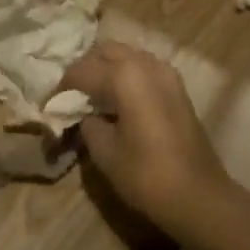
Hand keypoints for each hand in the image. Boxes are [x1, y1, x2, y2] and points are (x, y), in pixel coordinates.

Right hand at [58, 43, 236, 244]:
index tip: (49, 105)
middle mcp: (145, 64)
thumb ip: (87, 123)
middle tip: (70, 95)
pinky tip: (118, 100)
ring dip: (106, 69)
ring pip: (127, 56)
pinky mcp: (177, 87)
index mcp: (124, 76)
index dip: (61, 88)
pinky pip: (143, 68)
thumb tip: (83, 114)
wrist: (201, 197)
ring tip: (92, 96)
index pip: (81, 71)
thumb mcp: (105, 152)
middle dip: (85, 69)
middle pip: (105, 52)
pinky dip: (126, 76)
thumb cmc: (148, 175)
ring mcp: (166, 73)